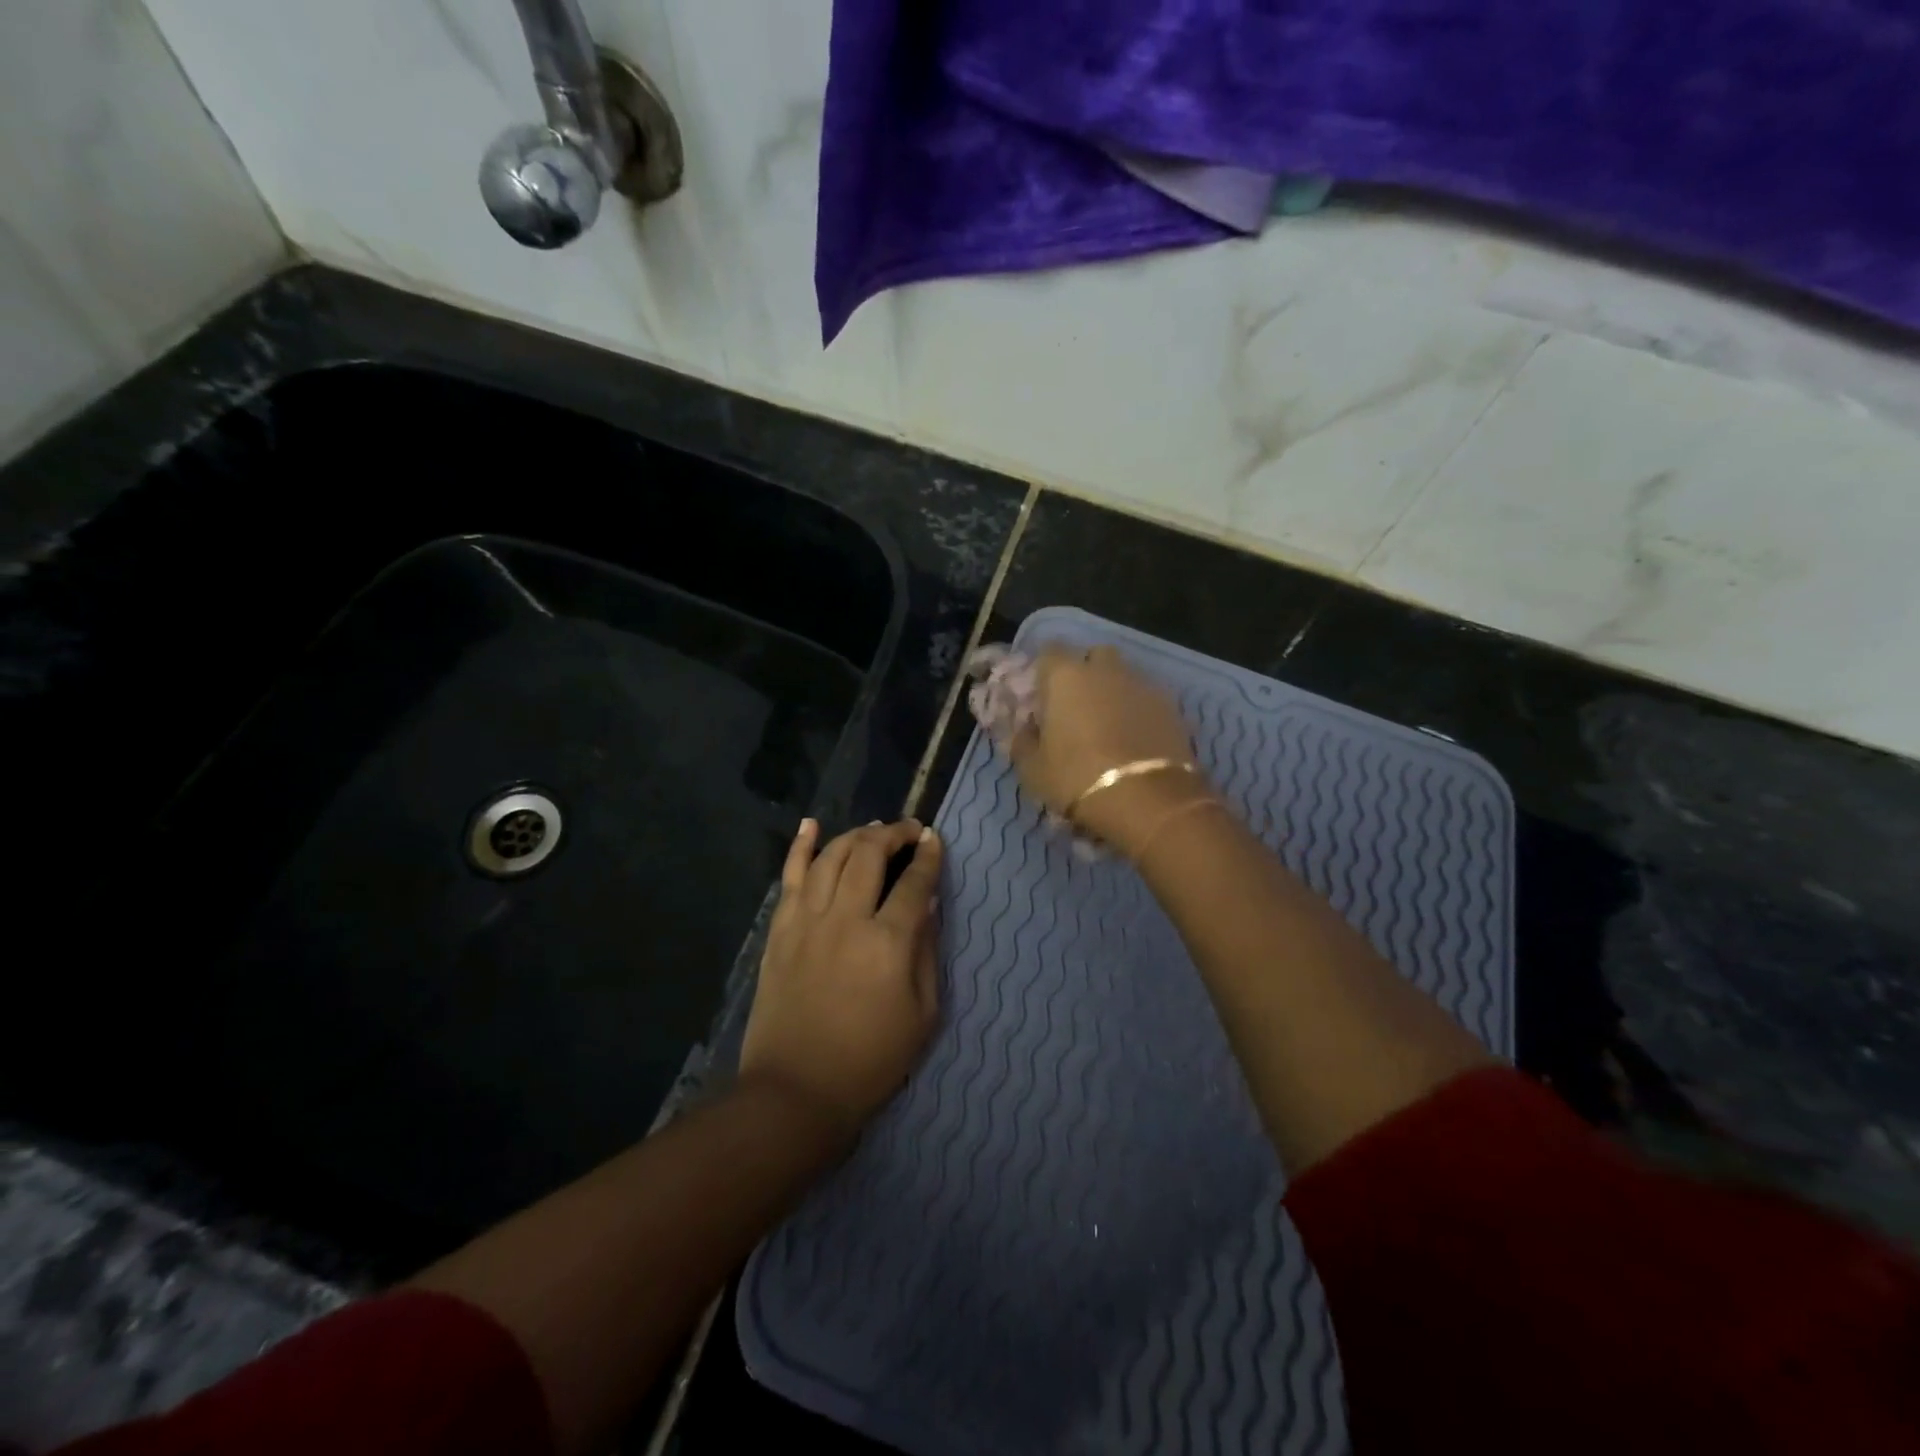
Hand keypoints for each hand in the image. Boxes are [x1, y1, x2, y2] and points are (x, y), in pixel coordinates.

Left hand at [739, 818, 942, 1140]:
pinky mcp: (780, 930)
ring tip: (873, 829)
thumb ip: (926, 952)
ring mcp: (807, 921)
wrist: (796, 1091)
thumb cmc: (871, 1060)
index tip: (934, 840)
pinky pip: (790, 876)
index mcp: (888, 943)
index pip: (914, 882)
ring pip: (832, 856)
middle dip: (893, 833)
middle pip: (870, 855)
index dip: (928, 856)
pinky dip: (801, 846)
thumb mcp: (922, 1014)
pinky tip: (812, 825)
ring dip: (856, 835)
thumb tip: (927, 904)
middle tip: (907, 830)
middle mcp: (847, 919)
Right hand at [1010, 646, 1211, 855]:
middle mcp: (1105, 670)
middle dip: (1086, 672)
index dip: (1045, 671)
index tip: (1042, 694)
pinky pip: (1147, 699)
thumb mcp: (1033, 769)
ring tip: (1109, 724)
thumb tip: (1026, 729)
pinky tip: (1135, 737)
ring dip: (1115, 691)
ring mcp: (1142, 685)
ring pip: (1124, 676)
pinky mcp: (1172, 706)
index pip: (1049, 651)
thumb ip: (1024, 741)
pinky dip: (1139, 711)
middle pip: (1094, 656)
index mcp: (1066, 676)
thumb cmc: (1077, 779)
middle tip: (1078, 705)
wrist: (1148, 800)